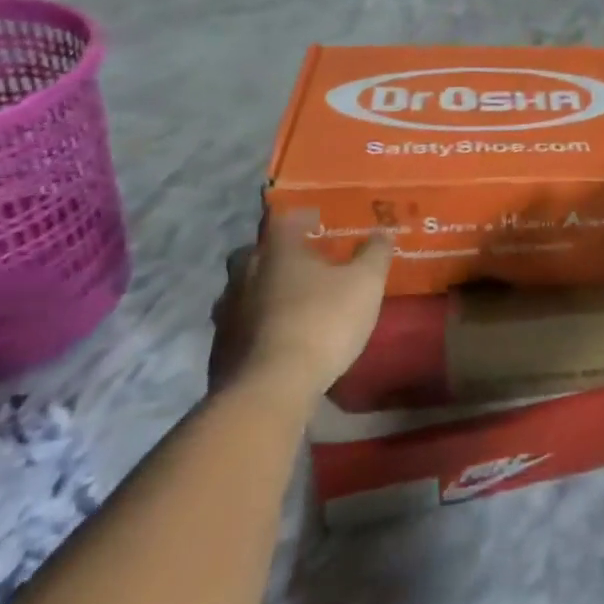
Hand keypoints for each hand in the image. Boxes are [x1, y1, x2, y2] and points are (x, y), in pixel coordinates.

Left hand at [208, 210, 391, 400]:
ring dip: (262, 290)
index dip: (299, 216)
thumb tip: (383, 231)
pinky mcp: (220, 348)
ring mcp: (227, 311)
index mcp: (278, 250)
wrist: (271, 387)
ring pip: (242, 289)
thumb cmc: (322, 321)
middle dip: (274, 253)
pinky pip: (239, 324)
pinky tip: (276, 336)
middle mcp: (245, 273)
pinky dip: (256, 324)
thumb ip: (375, 254)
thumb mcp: (365, 284)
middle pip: (253, 252)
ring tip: (289, 302)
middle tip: (301, 261)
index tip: (316, 220)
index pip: (281, 218)